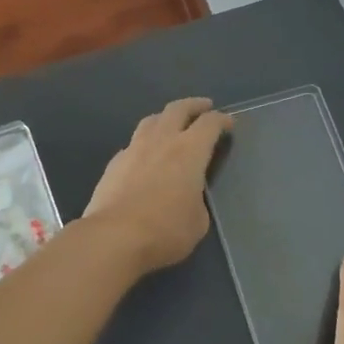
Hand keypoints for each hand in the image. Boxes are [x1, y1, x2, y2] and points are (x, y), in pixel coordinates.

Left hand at [82, 97, 232, 274]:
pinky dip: (144, 143)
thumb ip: (196, 200)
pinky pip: (133, 144)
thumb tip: (188, 196)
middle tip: (204, 107)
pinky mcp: (114, 163)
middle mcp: (162, 141)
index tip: (228, 122)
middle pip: (178, 109)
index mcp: (189, 151)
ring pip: (151, 120)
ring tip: (171, 123)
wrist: (114, 237)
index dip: (222, 120)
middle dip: (194, 105)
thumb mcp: (198, 221)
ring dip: (166, 117)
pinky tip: (144, 155)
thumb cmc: (166, 230)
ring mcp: (134, 149)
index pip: (210, 124)